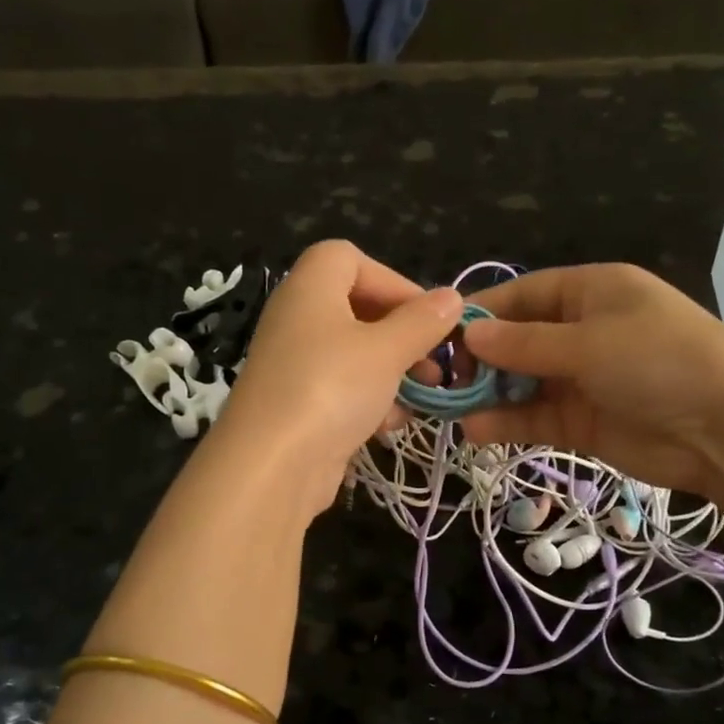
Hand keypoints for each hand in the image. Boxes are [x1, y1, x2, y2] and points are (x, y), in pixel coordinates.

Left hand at [209, 241, 462, 516]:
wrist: (271, 465)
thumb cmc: (331, 388)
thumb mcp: (387, 350)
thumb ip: (422, 322)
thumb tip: (451, 298)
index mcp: (310, 288)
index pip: (348, 258)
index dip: (392, 280)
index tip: (426, 315)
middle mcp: (296, 318)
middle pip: (355, 308)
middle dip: (402, 334)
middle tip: (433, 361)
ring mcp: (294, 364)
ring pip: (353, 354)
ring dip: (392, 372)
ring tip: (421, 397)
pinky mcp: (296, 404)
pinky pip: (340, 388)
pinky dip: (368, 401)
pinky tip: (387, 426)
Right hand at [460, 264, 723, 511]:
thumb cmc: (659, 361)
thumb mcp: (588, 342)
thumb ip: (524, 343)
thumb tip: (469, 335)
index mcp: (590, 292)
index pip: (523, 295)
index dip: (482, 313)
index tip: (441, 335)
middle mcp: (582, 331)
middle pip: (516, 340)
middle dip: (480, 359)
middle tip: (444, 380)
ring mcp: (581, 378)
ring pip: (521, 382)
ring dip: (488, 394)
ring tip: (451, 408)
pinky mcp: (581, 421)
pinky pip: (534, 416)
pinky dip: (506, 423)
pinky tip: (476, 431)